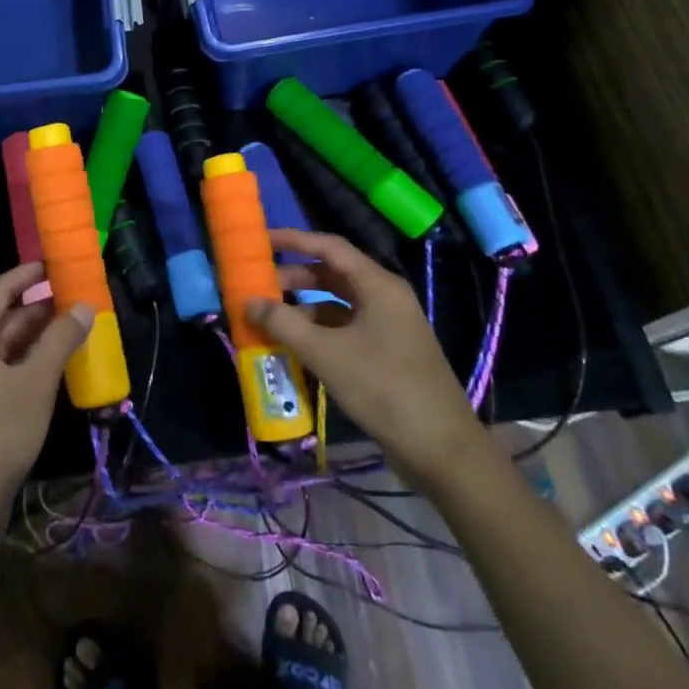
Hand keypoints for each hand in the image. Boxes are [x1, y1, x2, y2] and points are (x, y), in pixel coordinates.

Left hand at [0, 263, 90, 520]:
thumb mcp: (35, 381)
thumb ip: (60, 340)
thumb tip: (84, 305)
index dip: (27, 274)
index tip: (56, 263)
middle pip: (5, 318)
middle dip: (41, 306)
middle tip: (79, 297)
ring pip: (10, 346)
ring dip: (41, 335)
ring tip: (78, 326)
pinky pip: (11, 370)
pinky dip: (35, 361)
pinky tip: (61, 364)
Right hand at [248, 229, 484, 483]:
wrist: (440, 448)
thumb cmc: (382, 388)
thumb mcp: (325, 353)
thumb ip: (283, 323)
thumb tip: (248, 301)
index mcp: (378, 285)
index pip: (329, 247)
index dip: (293, 240)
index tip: (260, 241)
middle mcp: (385, 297)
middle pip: (332, 274)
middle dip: (293, 278)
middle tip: (257, 287)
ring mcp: (388, 326)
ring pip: (337, 304)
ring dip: (303, 308)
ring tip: (268, 319)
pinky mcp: (387, 352)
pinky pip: (345, 329)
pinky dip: (318, 331)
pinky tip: (294, 346)